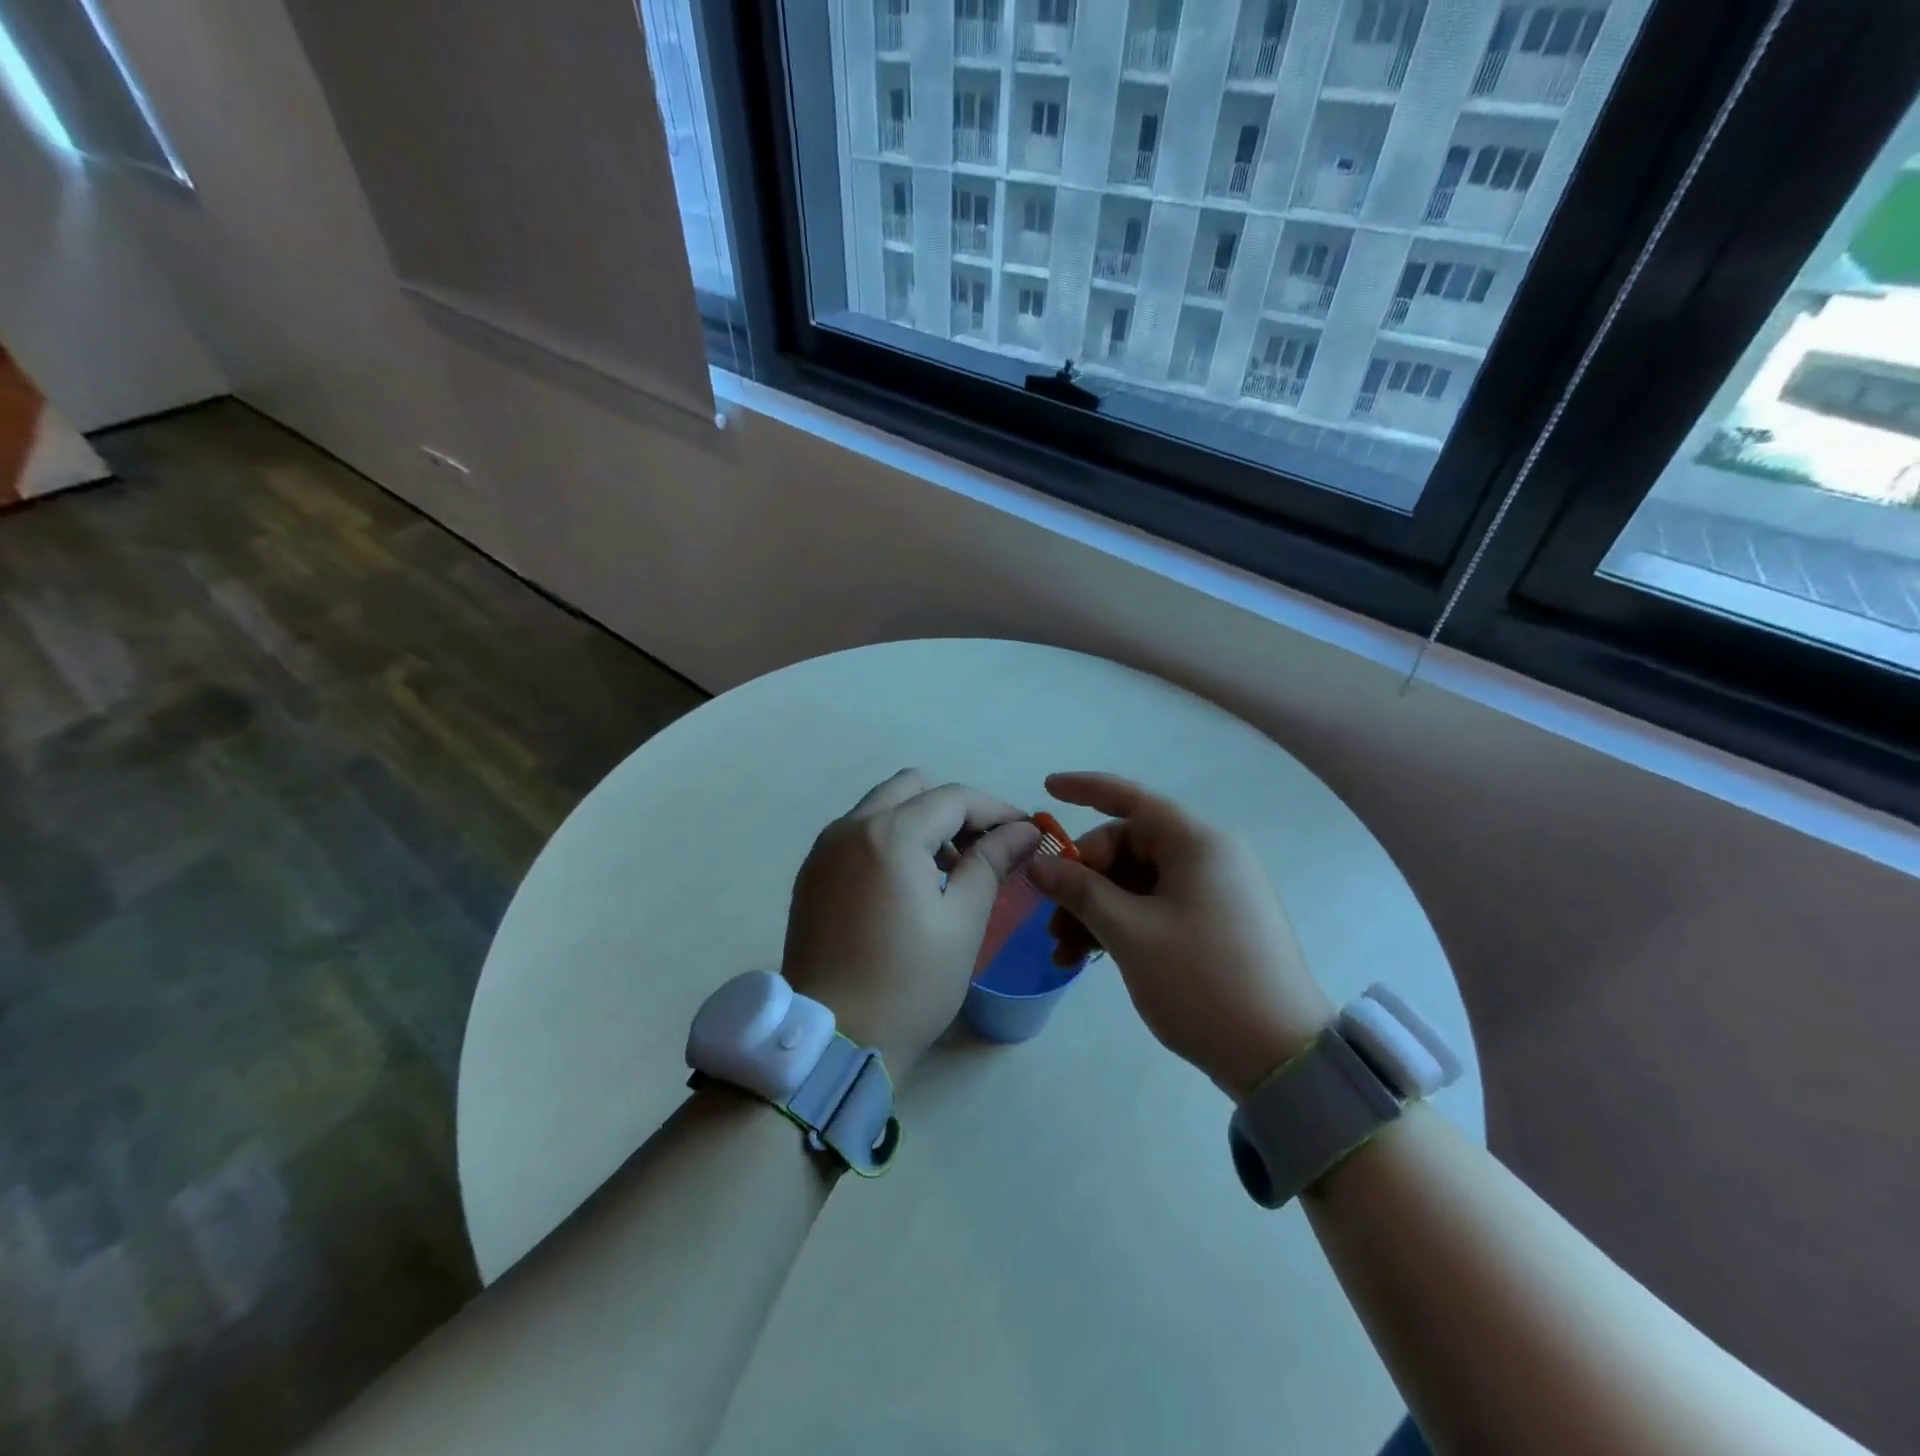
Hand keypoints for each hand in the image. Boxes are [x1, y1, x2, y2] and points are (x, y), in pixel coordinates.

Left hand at [783, 770, 1041, 1079]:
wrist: (832, 1041)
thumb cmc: (908, 984)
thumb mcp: (962, 922)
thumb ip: (990, 862)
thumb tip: (1023, 830)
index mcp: (889, 835)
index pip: (953, 798)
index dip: (996, 809)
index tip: (1026, 832)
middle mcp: (849, 827)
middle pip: (912, 788)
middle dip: (955, 808)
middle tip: (983, 848)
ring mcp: (824, 849)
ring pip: (882, 807)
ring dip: (921, 822)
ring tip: (950, 871)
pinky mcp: (812, 873)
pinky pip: (859, 834)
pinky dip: (891, 840)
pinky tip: (910, 884)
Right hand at [1025, 772, 1334, 1100]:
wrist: (1281, 1057)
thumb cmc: (1201, 981)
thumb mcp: (1130, 933)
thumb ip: (1080, 891)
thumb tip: (1039, 865)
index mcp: (1197, 843)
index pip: (1132, 798)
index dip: (1085, 789)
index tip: (1046, 788)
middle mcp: (1209, 856)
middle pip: (1129, 846)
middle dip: (1083, 878)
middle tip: (1051, 918)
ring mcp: (1215, 891)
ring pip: (1138, 882)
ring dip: (1097, 908)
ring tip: (1064, 951)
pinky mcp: (1215, 923)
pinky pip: (1156, 906)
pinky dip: (1122, 924)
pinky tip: (1090, 957)